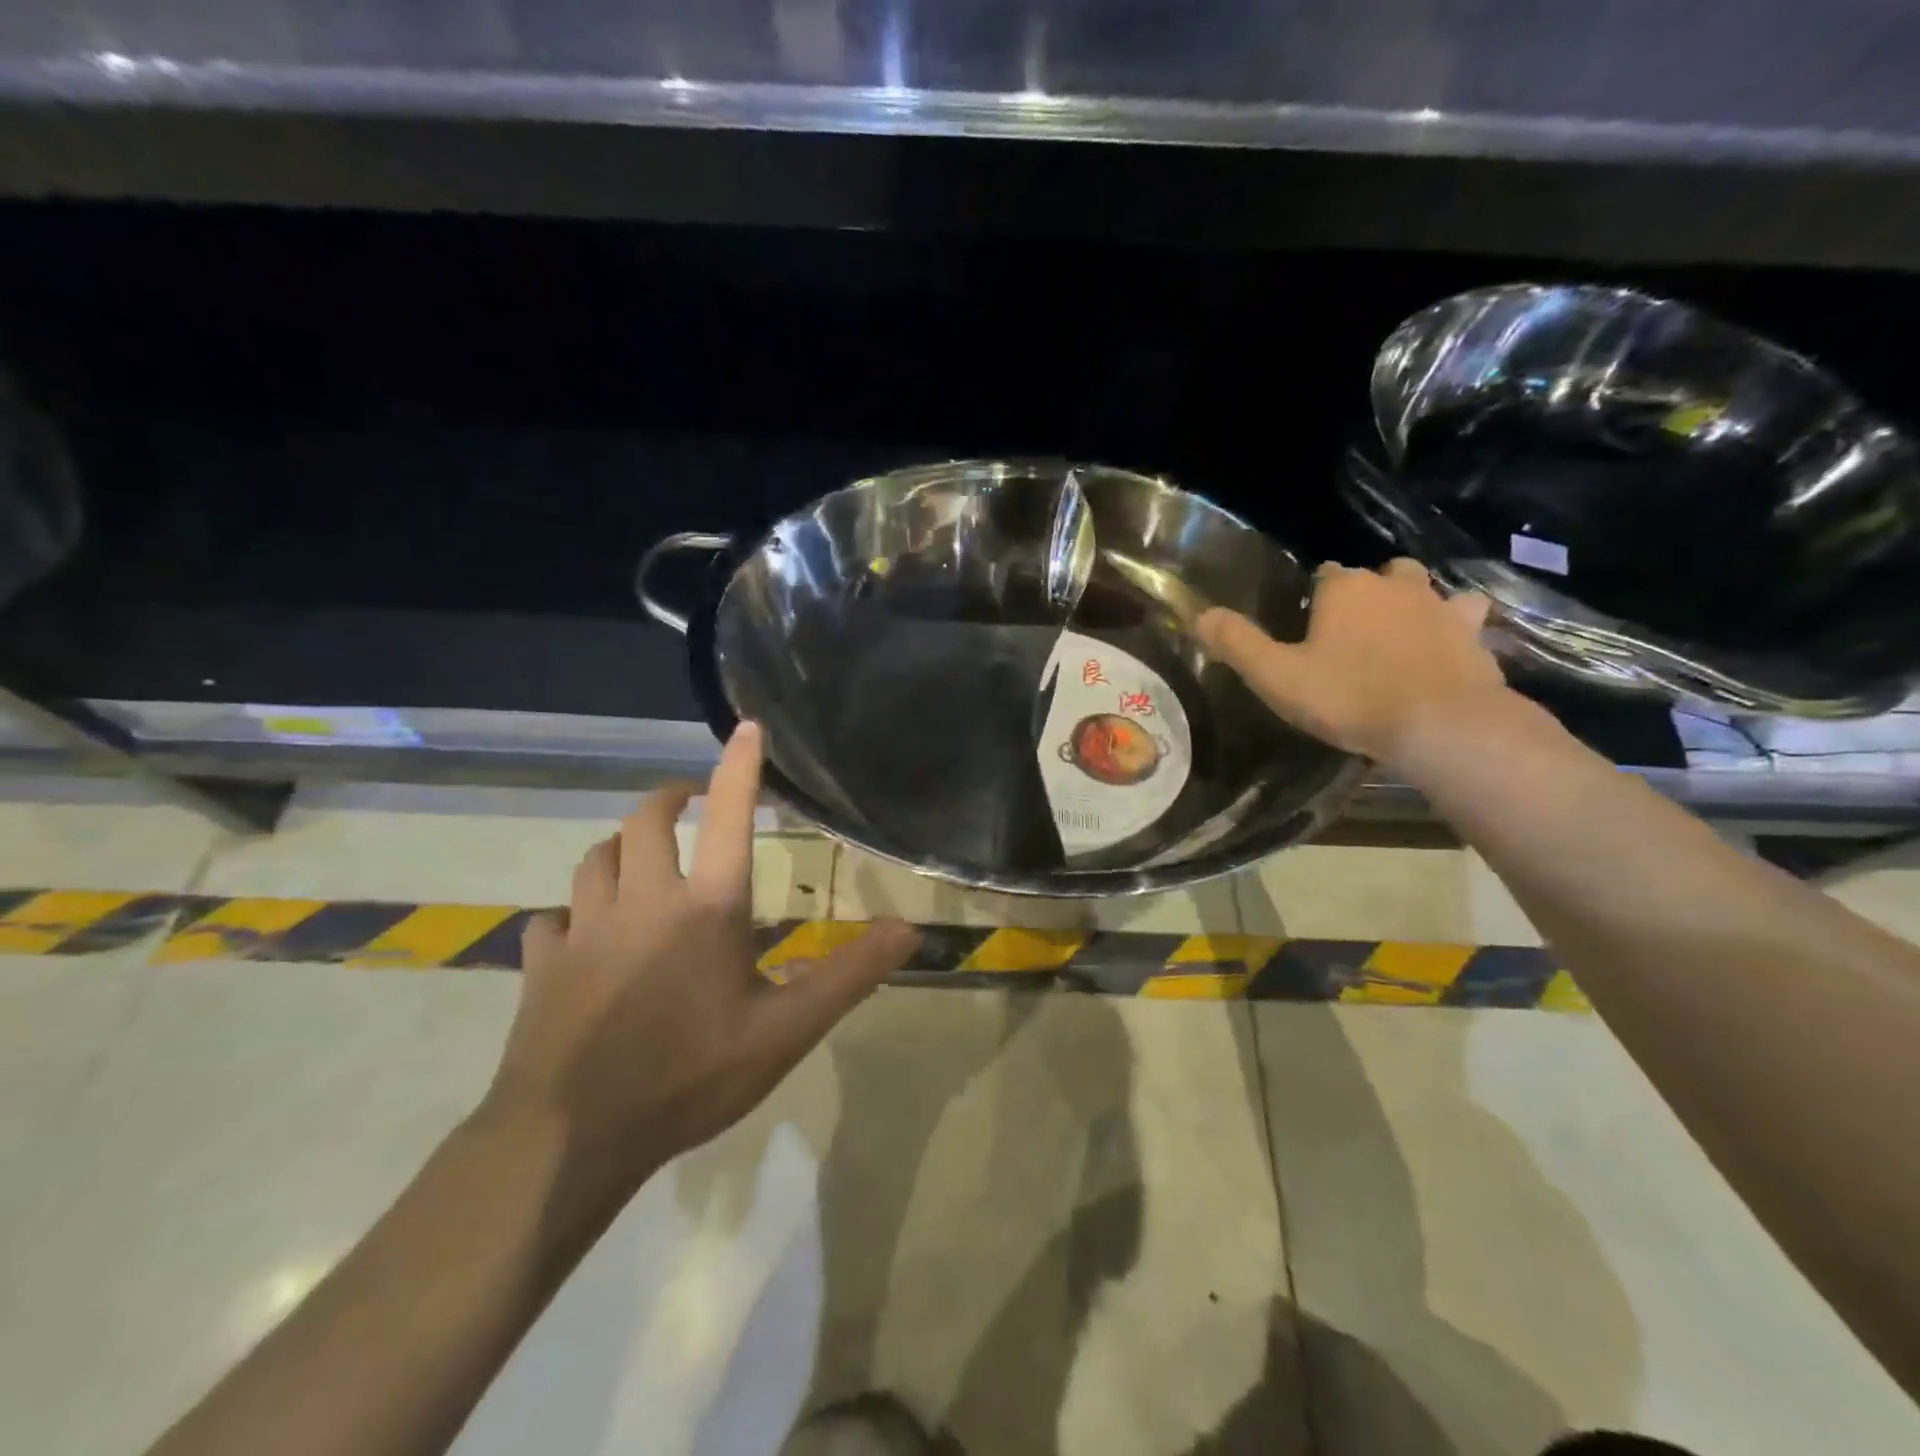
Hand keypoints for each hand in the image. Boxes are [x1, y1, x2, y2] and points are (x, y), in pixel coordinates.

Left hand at [483, 721, 918, 1201]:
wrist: (570, 1139)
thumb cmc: (690, 1076)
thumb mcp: (786, 1032)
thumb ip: (849, 975)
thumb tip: (909, 930)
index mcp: (705, 906)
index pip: (726, 816)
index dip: (740, 767)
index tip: (746, 727)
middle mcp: (642, 899)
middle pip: (645, 821)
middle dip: (670, 798)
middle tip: (690, 800)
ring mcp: (583, 928)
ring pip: (595, 859)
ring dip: (621, 847)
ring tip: (640, 858)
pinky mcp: (543, 963)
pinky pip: (554, 918)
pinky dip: (574, 913)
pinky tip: (585, 935)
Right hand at [1197, 559, 1507, 766]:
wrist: (1439, 724)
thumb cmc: (1348, 697)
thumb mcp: (1276, 676)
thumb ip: (1237, 643)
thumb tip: (1199, 614)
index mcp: (1344, 589)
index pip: (1324, 574)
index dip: (1313, 595)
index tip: (1306, 623)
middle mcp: (1394, 585)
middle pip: (1378, 574)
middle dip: (1366, 592)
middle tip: (1351, 630)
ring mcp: (1440, 606)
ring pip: (1425, 588)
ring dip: (1412, 602)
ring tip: (1399, 632)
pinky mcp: (1475, 635)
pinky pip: (1465, 618)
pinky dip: (1454, 627)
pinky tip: (1446, 646)